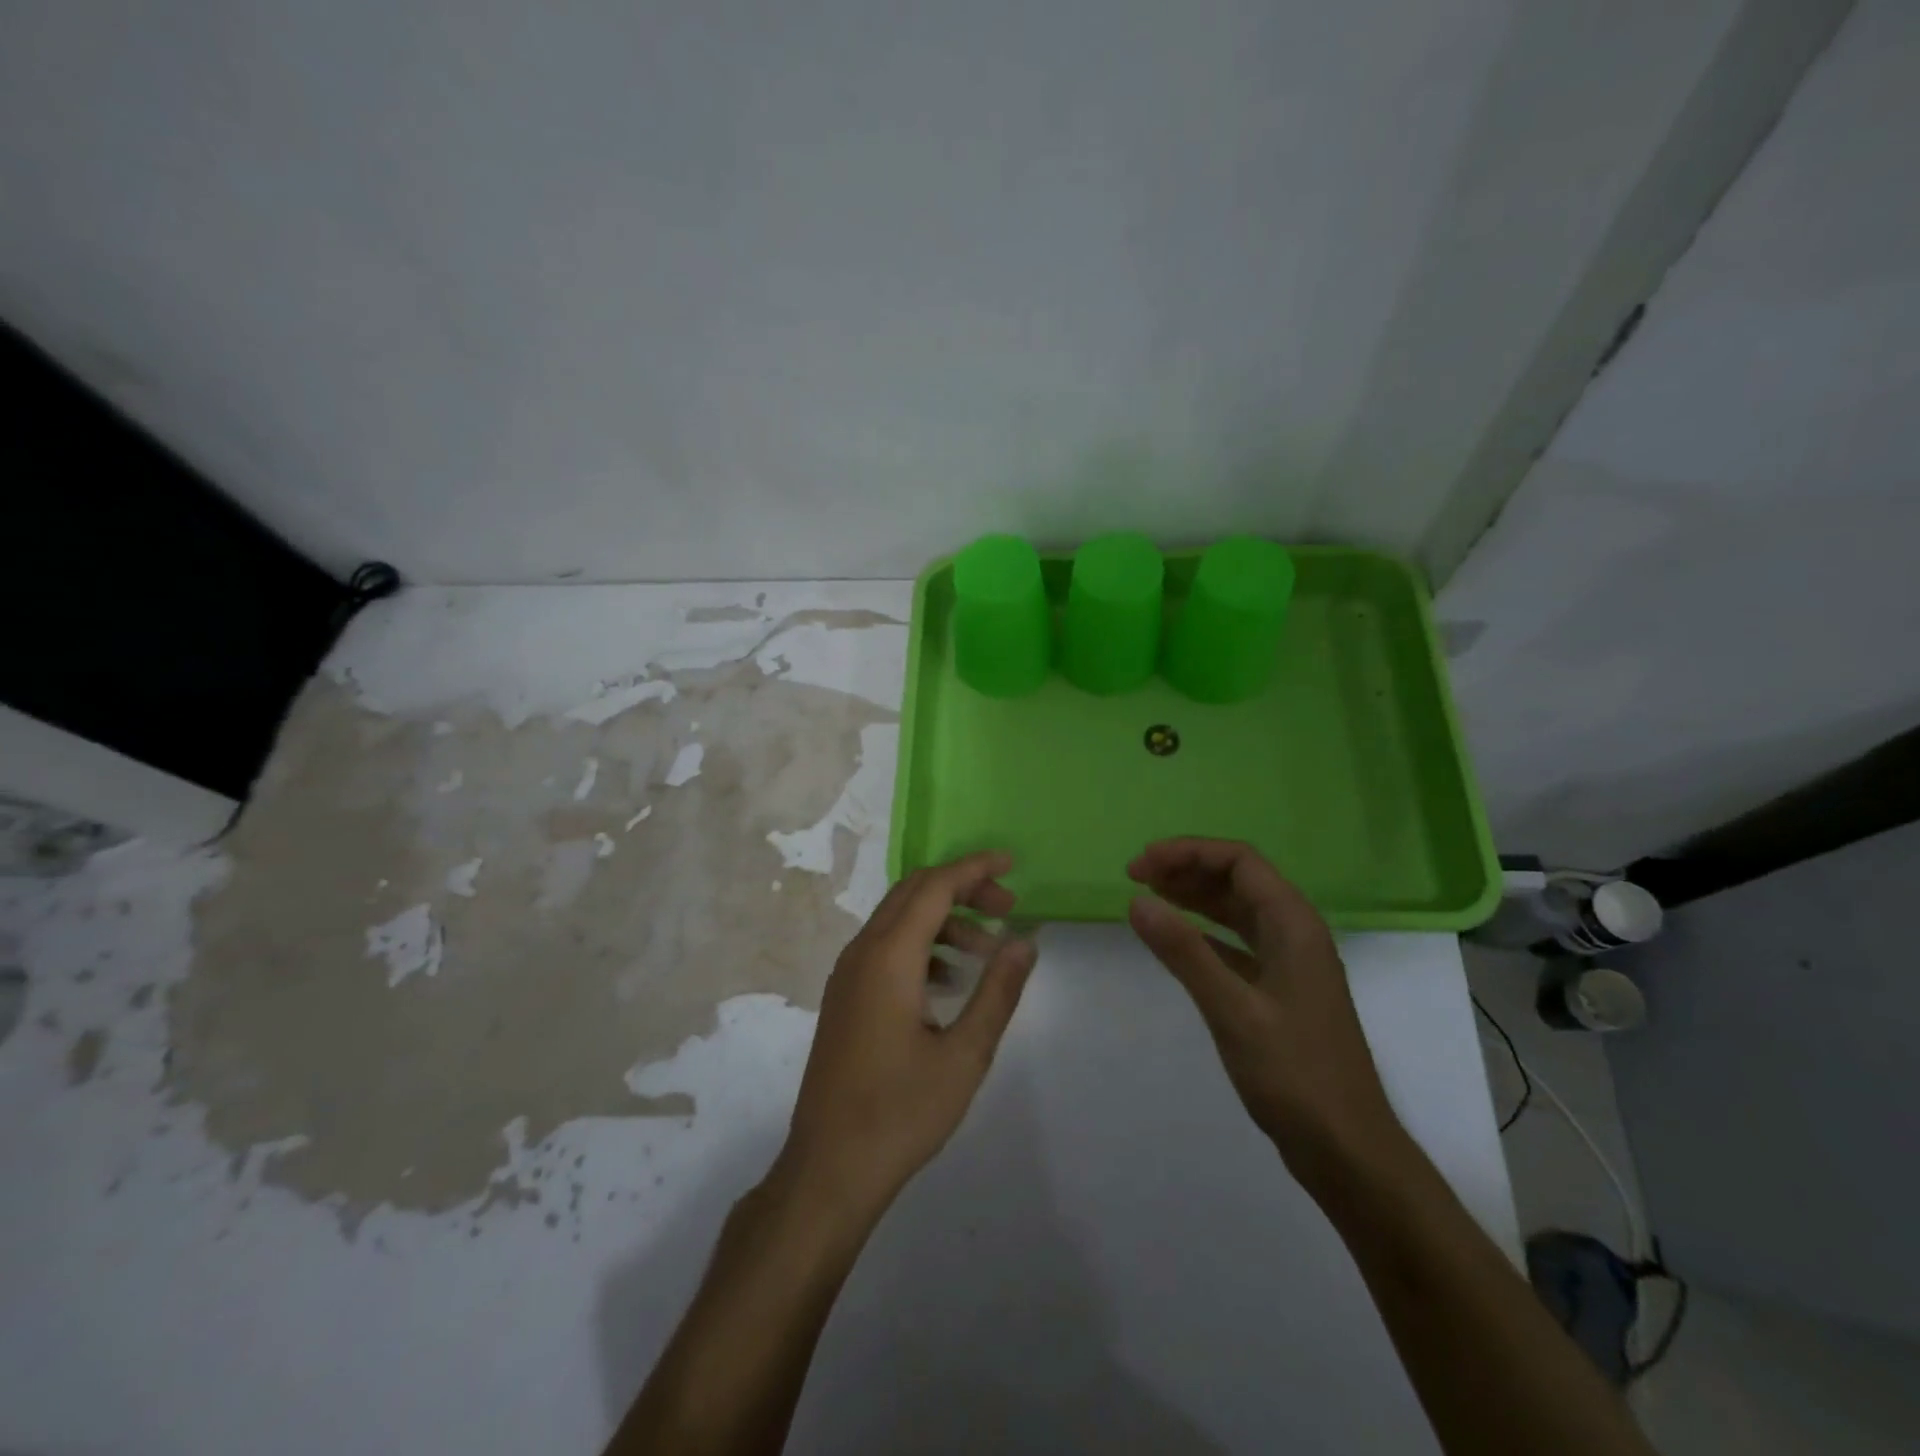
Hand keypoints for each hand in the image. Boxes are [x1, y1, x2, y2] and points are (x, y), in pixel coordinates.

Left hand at [777, 851, 1036, 1217]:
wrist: (829, 1169)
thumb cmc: (901, 1112)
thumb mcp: (965, 1054)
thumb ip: (998, 990)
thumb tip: (1025, 940)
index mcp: (889, 957)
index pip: (935, 887)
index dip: (975, 868)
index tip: (1012, 865)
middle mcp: (862, 952)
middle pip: (914, 893)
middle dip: (962, 889)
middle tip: (1008, 908)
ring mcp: (847, 974)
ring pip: (898, 919)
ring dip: (944, 919)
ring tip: (987, 950)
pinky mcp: (845, 996)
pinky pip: (885, 947)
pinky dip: (922, 945)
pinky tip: (950, 981)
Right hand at [1127, 838, 1410, 1197]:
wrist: (1348, 1150)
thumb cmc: (1295, 1075)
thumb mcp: (1232, 1010)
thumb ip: (1184, 952)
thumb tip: (1137, 901)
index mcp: (1294, 924)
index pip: (1238, 861)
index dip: (1186, 852)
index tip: (1139, 867)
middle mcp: (1296, 933)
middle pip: (1238, 879)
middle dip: (1187, 870)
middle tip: (1135, 878)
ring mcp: (1291, 963)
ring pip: (1238, 910)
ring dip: (1195, 897)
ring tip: (1149, 897)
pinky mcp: (1282, 991)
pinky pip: (1238, 943)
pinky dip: (1205, 934)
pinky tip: (1177, 942)